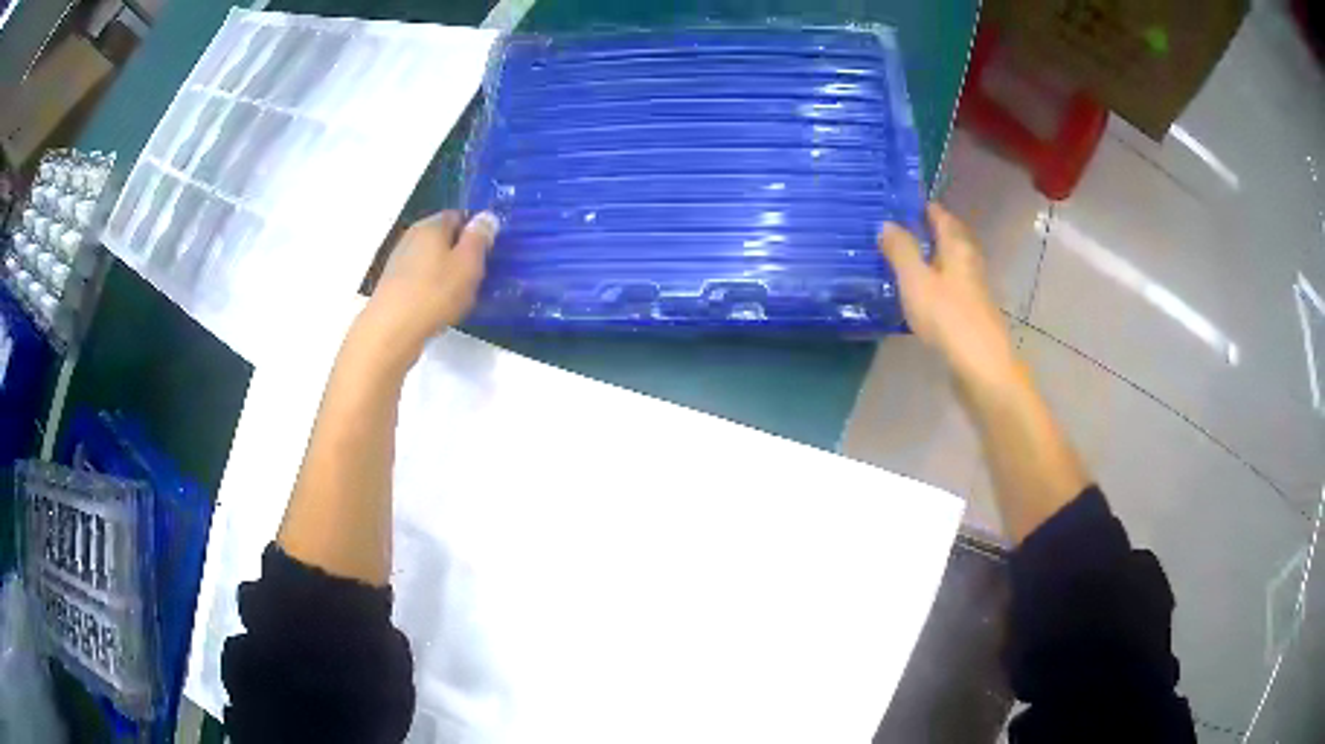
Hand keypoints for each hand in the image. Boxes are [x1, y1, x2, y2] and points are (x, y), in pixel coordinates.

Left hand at [359, 210, 498, 360]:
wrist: (391, 331)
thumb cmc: (435, 293)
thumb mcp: (468, 263)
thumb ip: (479, 237)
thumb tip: (486, 216)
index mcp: (431, 225)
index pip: (459, 215)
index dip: (475, 231)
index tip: (487, 253)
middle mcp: (412, 236)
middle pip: (443, 238)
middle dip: (460, 253)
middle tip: (476, 276)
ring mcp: (399, 261)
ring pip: (431, 260)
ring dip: (446, 273)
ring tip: (459, 296)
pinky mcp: (393, 285)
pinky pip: (420, 279)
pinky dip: (431, 289)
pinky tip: (439, 308)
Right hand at [877, 203, 1018, 387]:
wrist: (981, 366)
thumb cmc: (948, 317)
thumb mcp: (916, 280)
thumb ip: (900, 250)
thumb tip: (886, 223)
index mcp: (957, 247)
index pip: (941, 216)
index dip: (923, 207)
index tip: (900, 201)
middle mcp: (968, 262)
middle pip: (949, 238)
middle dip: (928, 231)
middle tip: (898, 228)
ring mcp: (972, 290)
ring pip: (950, 264)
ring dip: (931, 258)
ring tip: (903, 258)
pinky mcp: (970, 314)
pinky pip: (949, 286)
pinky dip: (934, 281)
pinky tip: (919, 293)